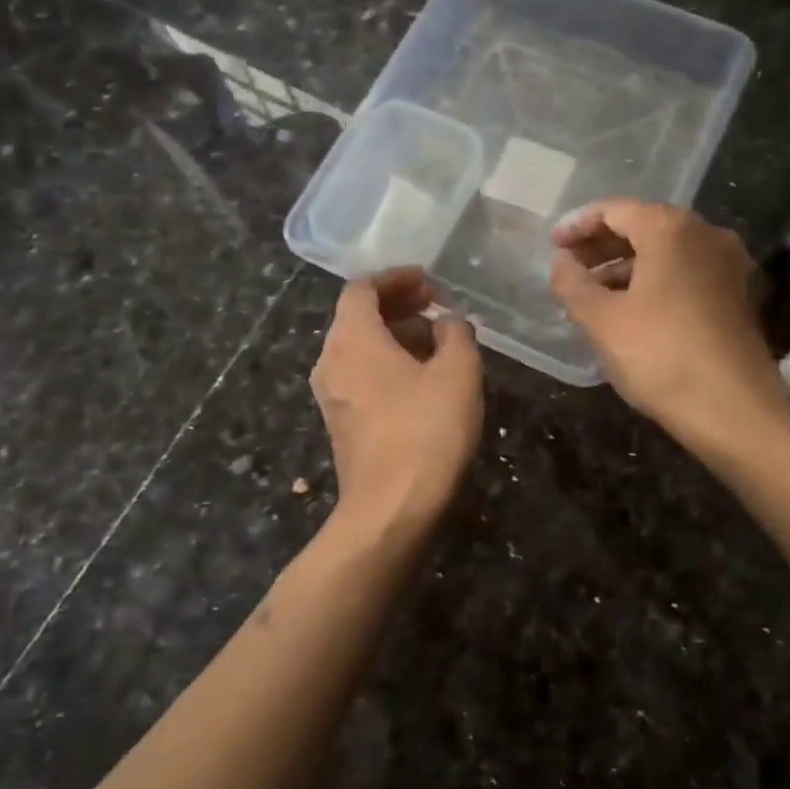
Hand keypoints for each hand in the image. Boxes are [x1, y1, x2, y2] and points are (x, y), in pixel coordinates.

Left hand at [311, 267, 482, 527]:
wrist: (390, 509)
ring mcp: (331, 394)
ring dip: (395, 335)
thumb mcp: (458, 373)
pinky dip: (387, 362)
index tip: (428, 281)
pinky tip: (421, 378)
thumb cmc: (426, 431)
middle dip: (398, 305)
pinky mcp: (339, 422)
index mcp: (353, 338)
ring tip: (436, 341)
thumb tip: (447, 322)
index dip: (396, 278)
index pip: (362, 288)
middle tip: (436, 306)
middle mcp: (332, 360)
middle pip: (358, 316)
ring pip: (359, 347)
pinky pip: (360, 374)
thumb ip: (456, 334)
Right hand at [550, 200, 789, 455]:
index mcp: (671, 229)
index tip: (553, 245)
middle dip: (602, 245)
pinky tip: (629, 309)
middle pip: (644, 226)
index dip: (578, 225)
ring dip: (626, 265)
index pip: (616, 210)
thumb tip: (561, 262)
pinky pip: (686, 273)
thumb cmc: (661, 356)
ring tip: (592, 293)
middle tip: (569, 267)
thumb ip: (573, 283)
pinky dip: (654, 281)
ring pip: (667, 252)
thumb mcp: (602, 320)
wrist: (735, 411)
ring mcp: (728, 265)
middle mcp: (706, 234)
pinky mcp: (738, 295)